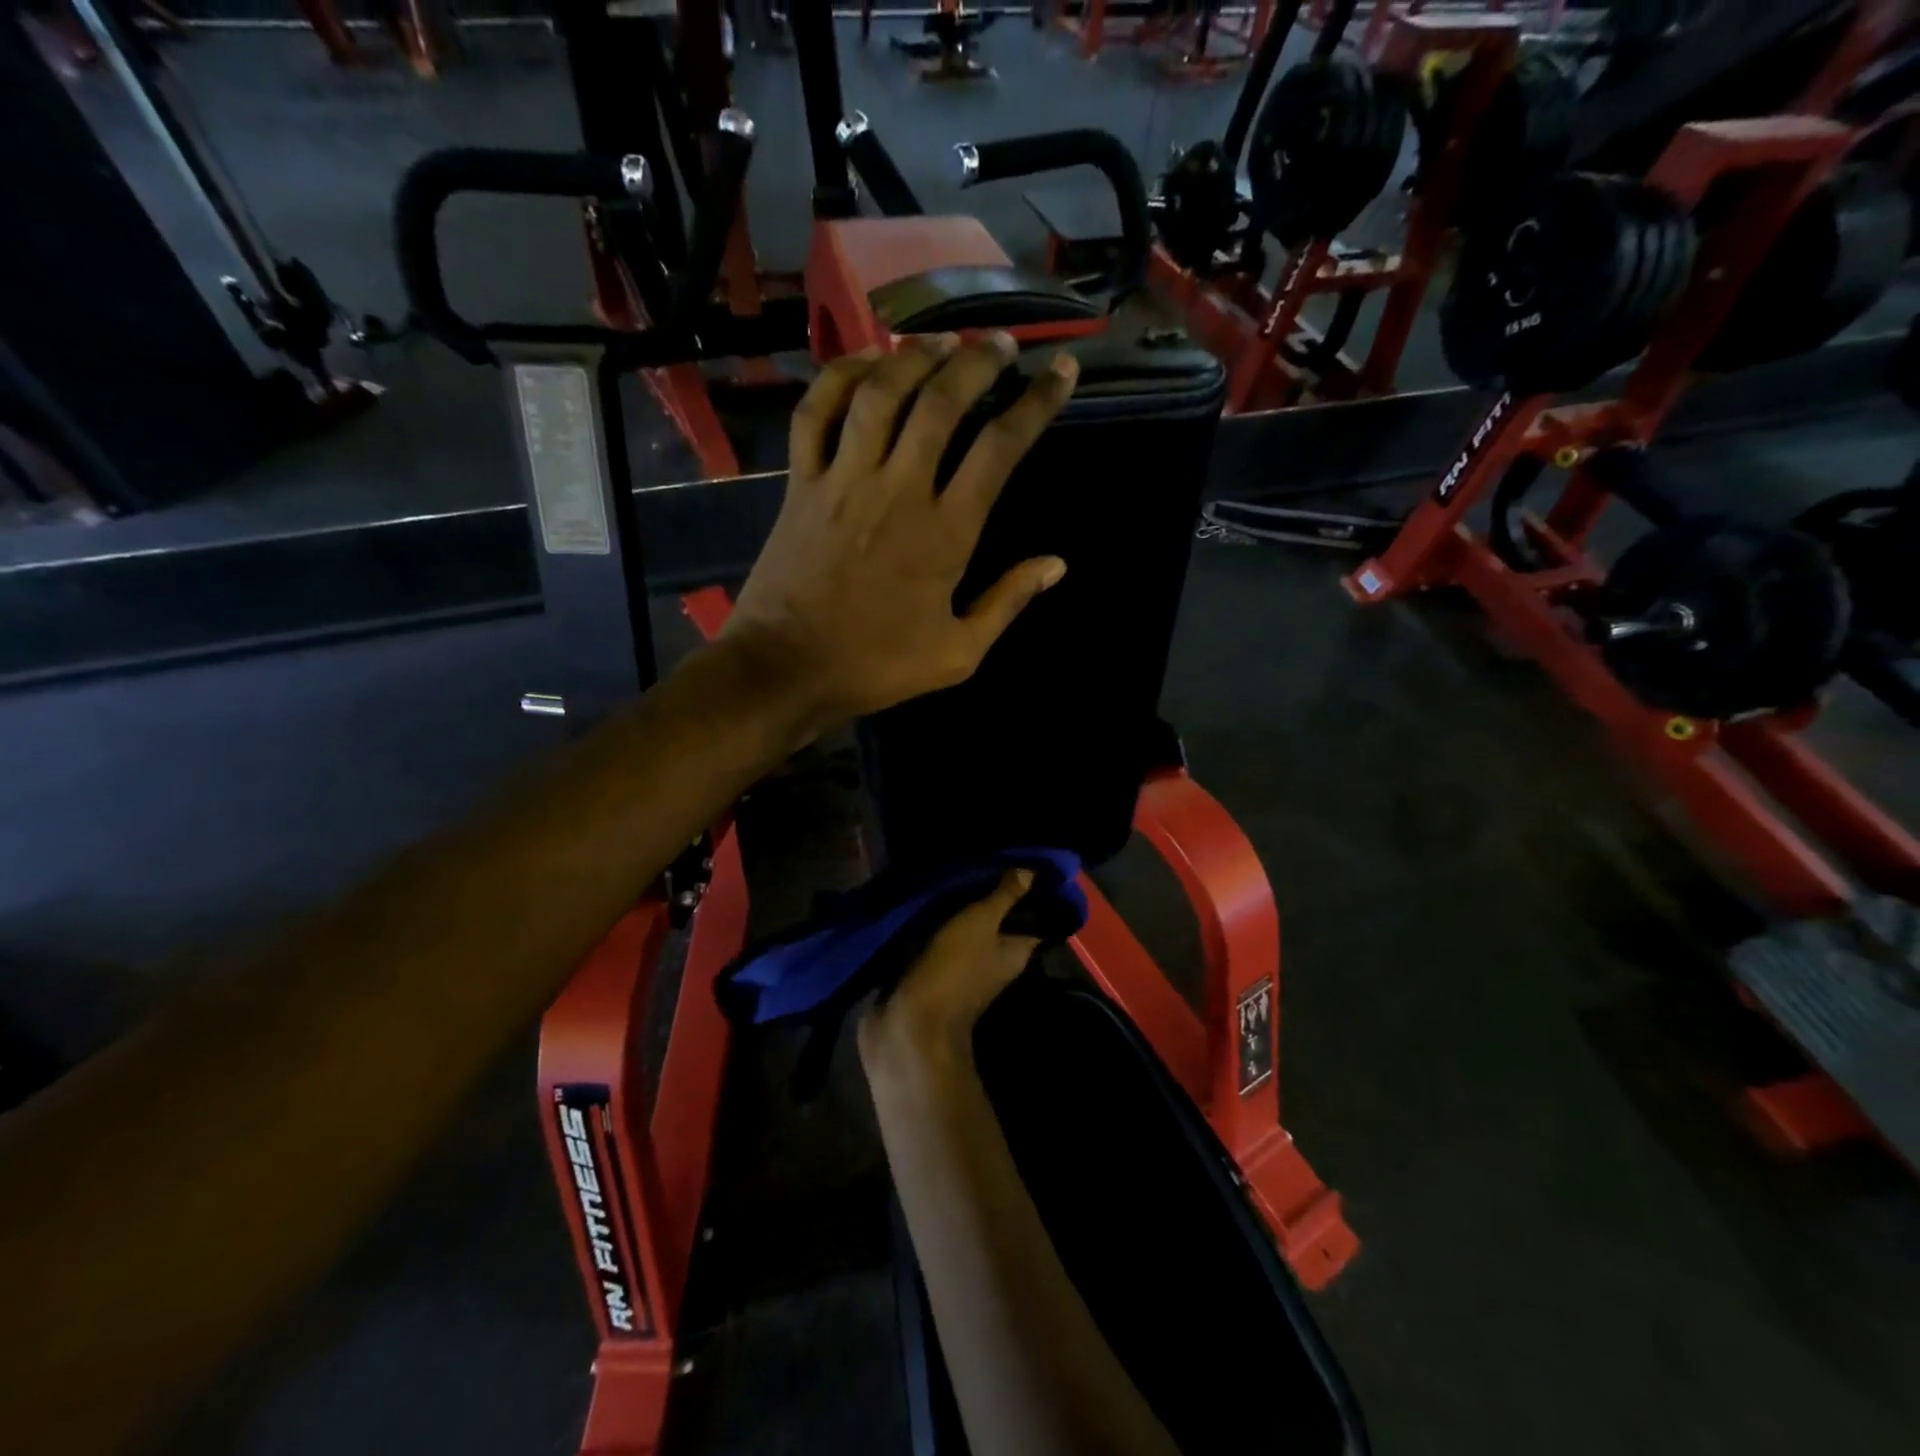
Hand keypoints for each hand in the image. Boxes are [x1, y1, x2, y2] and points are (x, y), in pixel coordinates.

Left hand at [724, 333, 1077, 735]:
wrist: (786, 669)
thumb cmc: (876, 666)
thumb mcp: (958, 654)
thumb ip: (1007, 602)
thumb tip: (1057, 564)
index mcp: (945, 532)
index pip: (1000, 448)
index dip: (1036, 403)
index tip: (1059, 371)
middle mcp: (898, 490)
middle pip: (943, 402)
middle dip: (978, 362)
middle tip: (999, 346)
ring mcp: (844, 479)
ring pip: (882, 393)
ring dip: (915, 355)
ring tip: (942, 341)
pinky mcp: (801, 482)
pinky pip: (818, 411)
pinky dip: (841, 376)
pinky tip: (867, 362)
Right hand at [858, 870, 1039, 1067]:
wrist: (909, 1022)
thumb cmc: (953, 969)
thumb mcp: (981, 923)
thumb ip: (1004, 897)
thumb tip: (1031, 872)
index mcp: (1015, 953)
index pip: (1032, 918)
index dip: (1029, 893)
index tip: (1018, 863)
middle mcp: (995, 961)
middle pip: (998, 922)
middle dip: (989, 895)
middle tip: (978, 859)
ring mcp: (965, 969)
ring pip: (968, 930)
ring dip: (960, 908)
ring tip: (951, 871)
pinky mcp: (936, 972)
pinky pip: (942, 940)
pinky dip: (938, 923)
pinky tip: (929, 898)